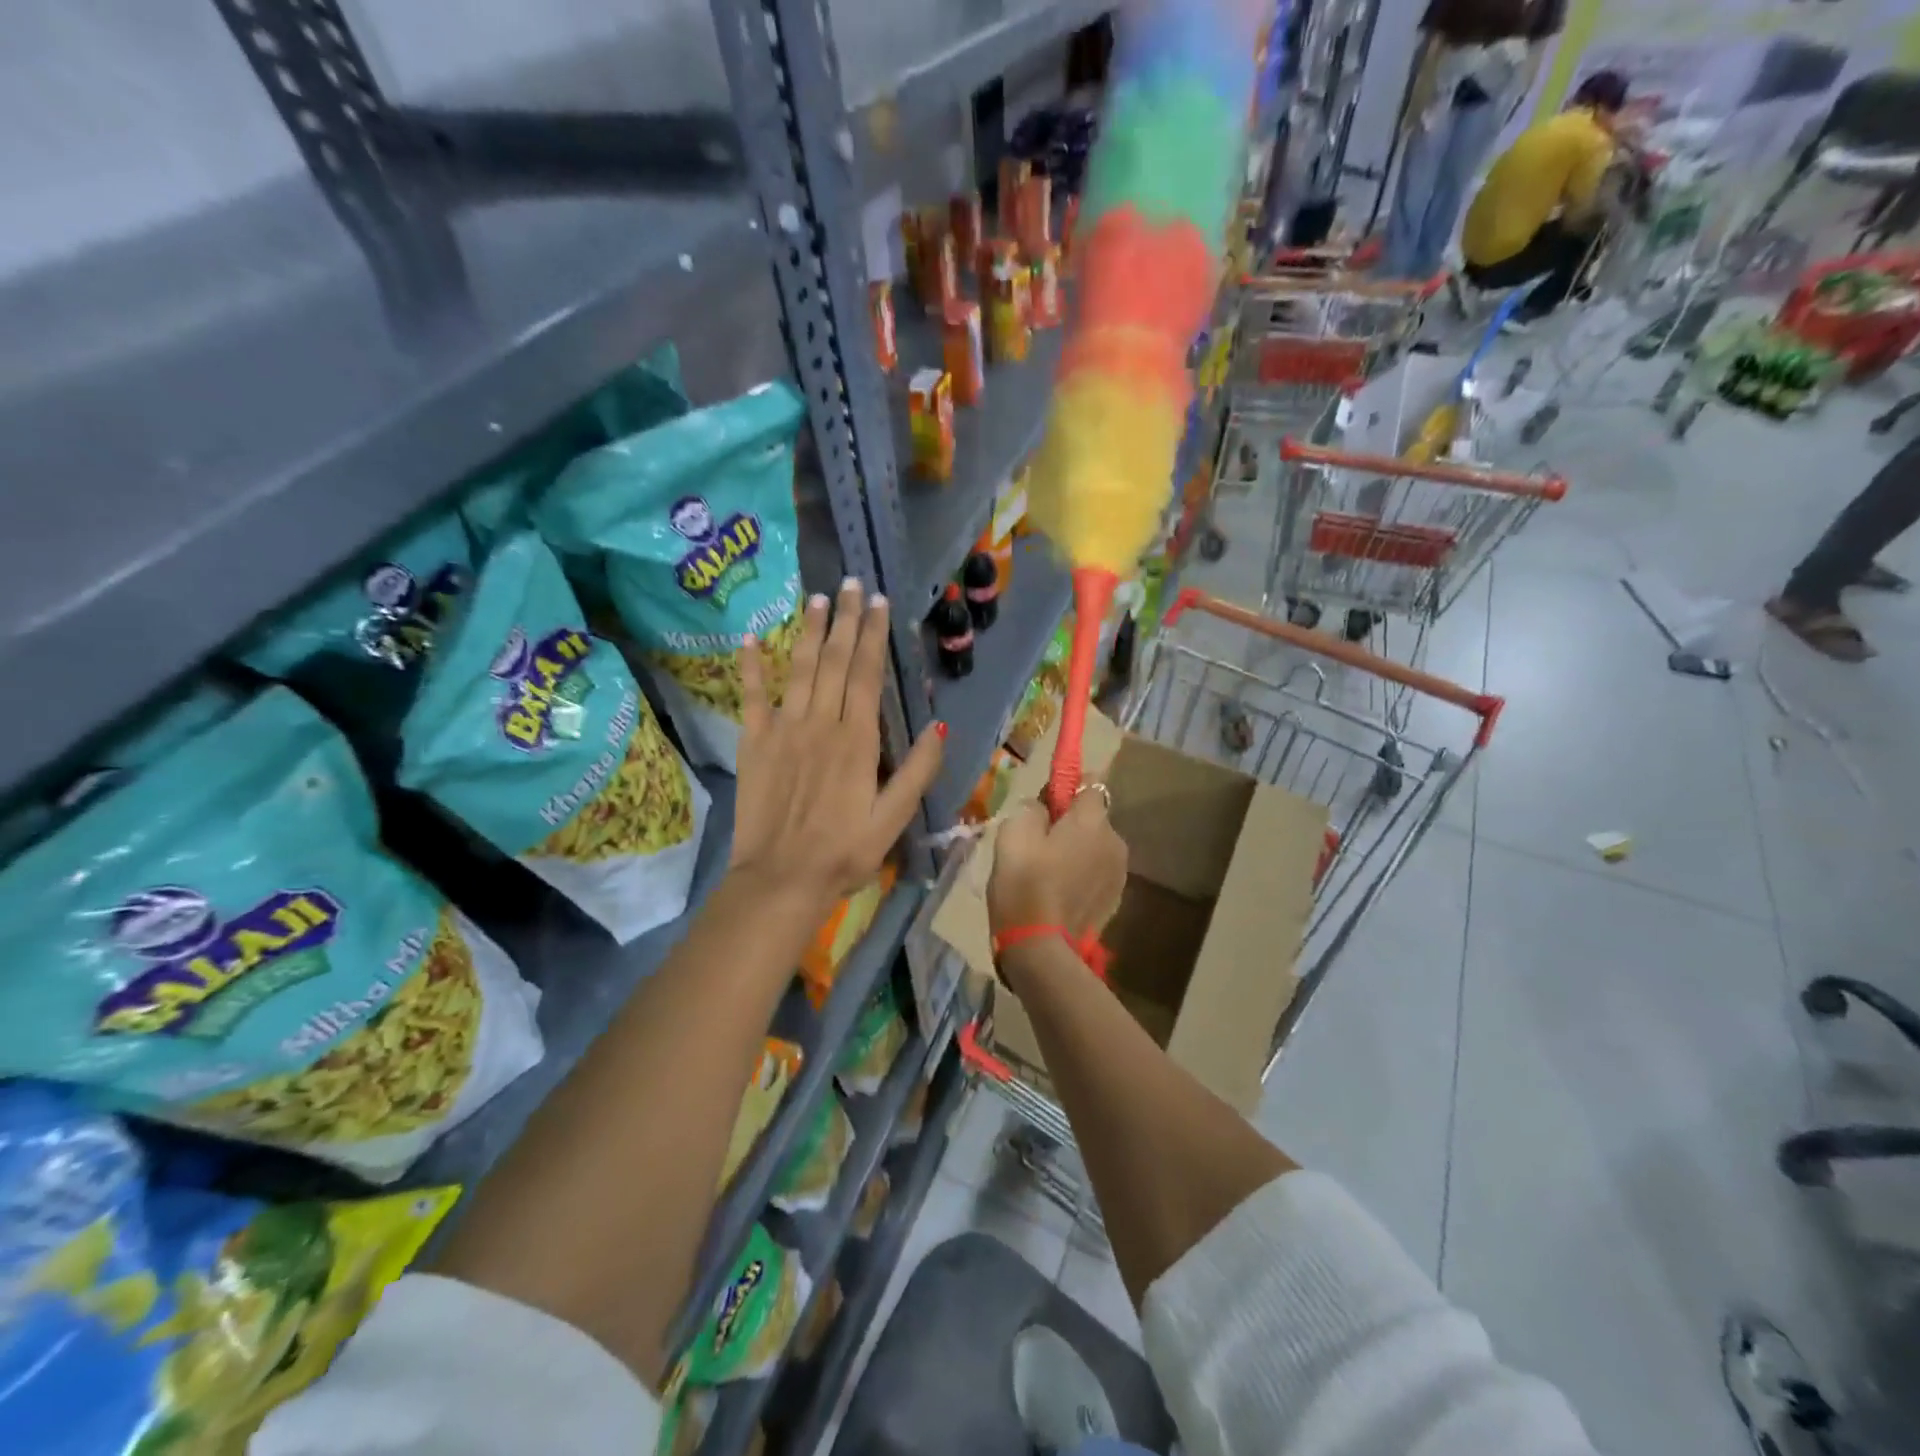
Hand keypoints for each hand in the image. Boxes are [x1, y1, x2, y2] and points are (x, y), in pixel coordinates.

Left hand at [730, 580, 943, 916]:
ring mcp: (782, 730)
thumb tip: (940, 725)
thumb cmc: (844, 853)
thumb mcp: (893, 819)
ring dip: (807, 631)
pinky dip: (750, 667)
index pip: (866, 675)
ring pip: (797, 669)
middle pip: (833, 661)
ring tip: (816, 599)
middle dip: (844, 620)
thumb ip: (918, 771)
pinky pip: (751, 697)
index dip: (873, 636)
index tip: (878, 603)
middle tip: (851, 584)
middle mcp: (820, 724)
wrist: (781, 879)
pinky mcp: (753, 744)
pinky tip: (749, 639)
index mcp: (857, 740)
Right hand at [987, 792, 1127, 941]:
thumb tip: (1043, 808)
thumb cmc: (1024, 884)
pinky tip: (1057, 894)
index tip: (1044, 804)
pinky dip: (1080, 876)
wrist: (1041, 949)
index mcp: (1092, 820)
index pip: (1090, 782)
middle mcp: (1115, 841)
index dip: (1066, 788)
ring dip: (1076, 851)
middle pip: (1092, 818)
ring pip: (1094, 847)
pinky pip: (1095, 874)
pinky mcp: (1114, 901)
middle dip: (1070, 823)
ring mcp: (1118, 873)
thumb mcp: (1013, 833)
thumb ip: (1032, 809)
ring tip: (1046, 873)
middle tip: (1037, 843)